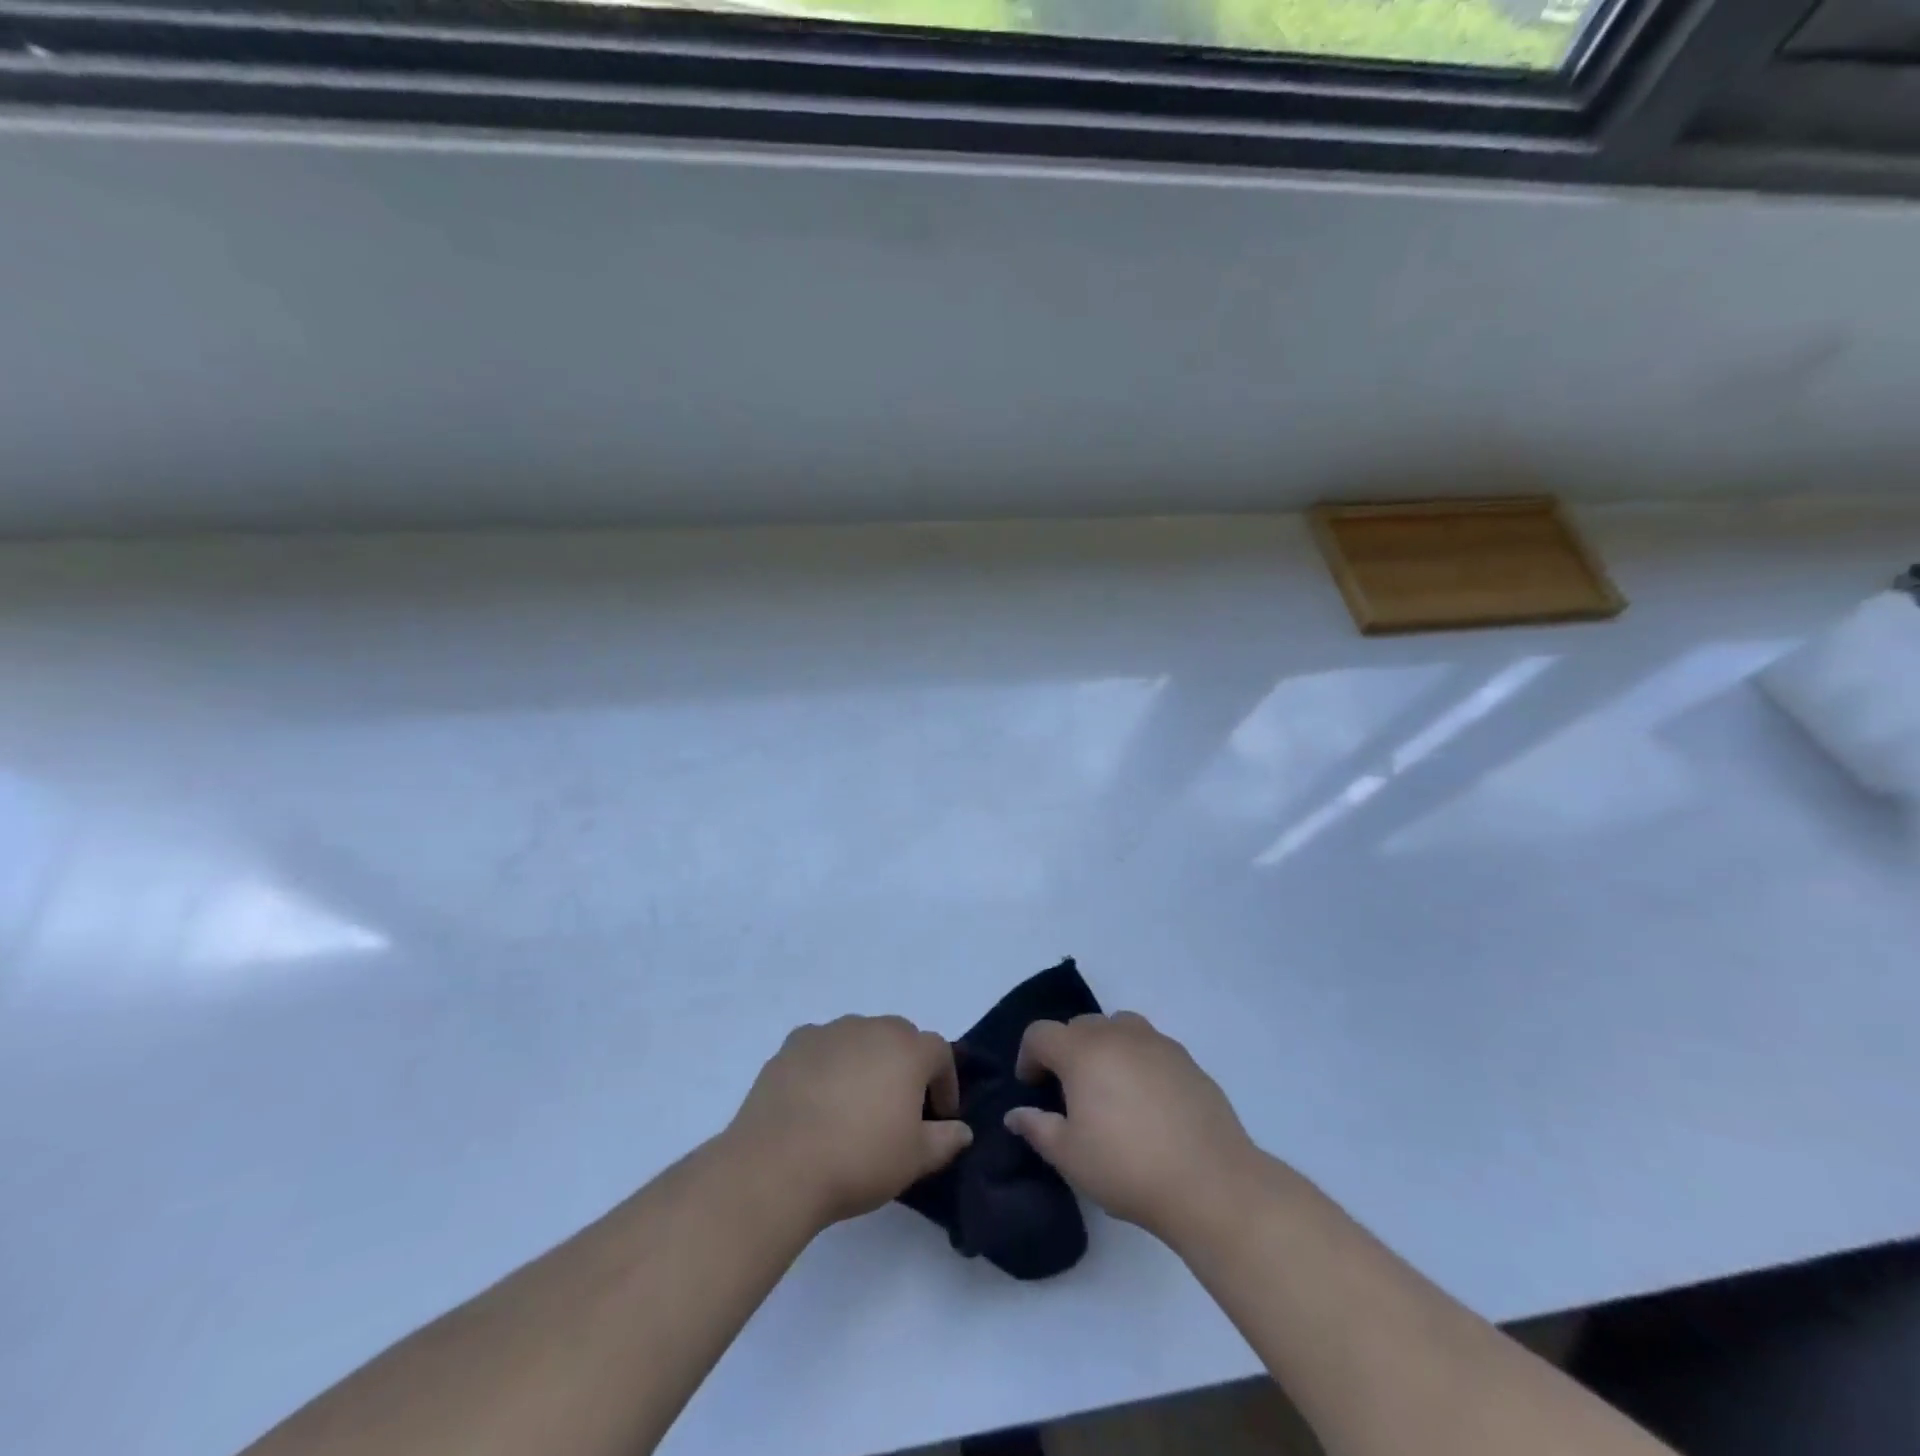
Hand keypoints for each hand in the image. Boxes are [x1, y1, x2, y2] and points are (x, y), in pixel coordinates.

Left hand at [728, 1016, 972, 1230]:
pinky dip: (828, 1064)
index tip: (940, 1116)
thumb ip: (945, 1140)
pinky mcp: (792, 1044)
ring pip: (859, 1038)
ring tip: (855, 1103)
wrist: (777, 1165)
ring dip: (866, 1061)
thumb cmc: (858, 1159)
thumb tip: (962, 1130)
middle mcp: (870, 1028)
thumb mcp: (914, 1160)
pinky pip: (822, 1047)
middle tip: (899, 1107)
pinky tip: (818, 1099)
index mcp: (907, 1050)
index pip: (940, 1052)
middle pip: (899, 1037)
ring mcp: (828, 1032)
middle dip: (906, 1066)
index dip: (945, 1082)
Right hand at [1004, 1012, 1262, 1248]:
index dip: (1028, 1057)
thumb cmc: (1127, 1168)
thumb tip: (1016, 1115)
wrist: (1210, 1183)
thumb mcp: (1069, 1157)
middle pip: (1079, 1025)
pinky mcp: (1186, 1059)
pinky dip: (1137, 1060)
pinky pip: (1150, 1046)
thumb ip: (1037, 1128)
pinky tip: (1147, 1101)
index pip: (1040, 1034)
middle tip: (1069, 1092)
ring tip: (1110, 1088)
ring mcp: (1156, 1042)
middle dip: (1066, 1051)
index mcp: (1082, 1051)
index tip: (1033, 1088)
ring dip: (1104, 1047)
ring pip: (1118, 1027)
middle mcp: (1117, 1034)